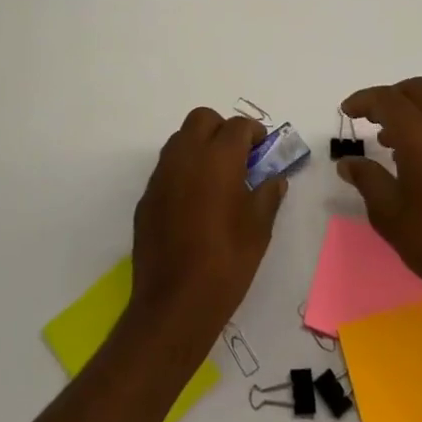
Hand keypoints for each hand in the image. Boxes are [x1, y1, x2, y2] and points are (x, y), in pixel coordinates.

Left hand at [129, 108, 286, 348]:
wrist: (175, 302)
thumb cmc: (227, 261)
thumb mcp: (259, 228)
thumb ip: (268, 194)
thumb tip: (274, 179)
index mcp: (218, 157)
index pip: (238, 126)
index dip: (254, 133)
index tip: (263, 151)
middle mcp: (186, 156)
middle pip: (202, 119)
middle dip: (222, 129)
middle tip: (238, 157)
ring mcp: (161, 175)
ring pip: (181, 139)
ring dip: (200, 146)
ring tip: (217, 178)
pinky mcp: (147, 196)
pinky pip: (167, 168)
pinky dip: (183, 171)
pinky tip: (194, 203)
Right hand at [338, 78, 421, 325]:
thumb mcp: (388, 213)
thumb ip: (366, 179)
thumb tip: (348, 163)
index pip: (388, 99)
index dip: (364, 100)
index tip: (346, 113)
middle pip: (417, 90)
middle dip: (390, 97)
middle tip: (368, 119)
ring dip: (410, 111)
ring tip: (388, 142)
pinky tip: (416, 160)